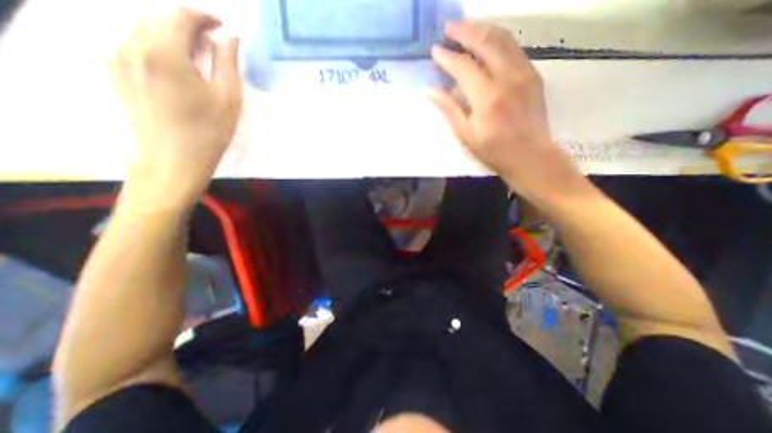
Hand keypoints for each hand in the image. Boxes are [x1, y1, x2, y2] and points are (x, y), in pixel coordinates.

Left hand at [109, 7, 239, 207]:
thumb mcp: (228, 98)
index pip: (180, 15)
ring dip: (170, 34)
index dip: (203, 16)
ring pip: (142, 28)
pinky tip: (173, 65)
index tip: (221, 26)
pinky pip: (131, 43)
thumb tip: (229, 36)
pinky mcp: (112, 71)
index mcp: (164, 52)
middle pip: (158, 17)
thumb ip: (227, 62)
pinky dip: (154, 45)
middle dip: (187, 24)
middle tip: (212, 42)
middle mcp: (131, 44)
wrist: (173, 160)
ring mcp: (115, 57)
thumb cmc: (209, 132)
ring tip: (194, 54)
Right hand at [431, 22, 581, 201]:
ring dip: (482, 29)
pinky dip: (498, 40)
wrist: (530, 156)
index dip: (447, 57)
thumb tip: (431, 91)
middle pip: (486, 42)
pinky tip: (487, 44)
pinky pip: (514, 48)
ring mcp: (524, 73)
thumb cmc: (494, 151)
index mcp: (488, 98)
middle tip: (449, 28)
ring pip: (503, 39)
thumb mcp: (467, 135)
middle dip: (465, 31)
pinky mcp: (533, 75)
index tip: (435, 51)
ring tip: (466, 29)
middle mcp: (508, 78)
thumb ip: (449, 110)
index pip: (464, 67)